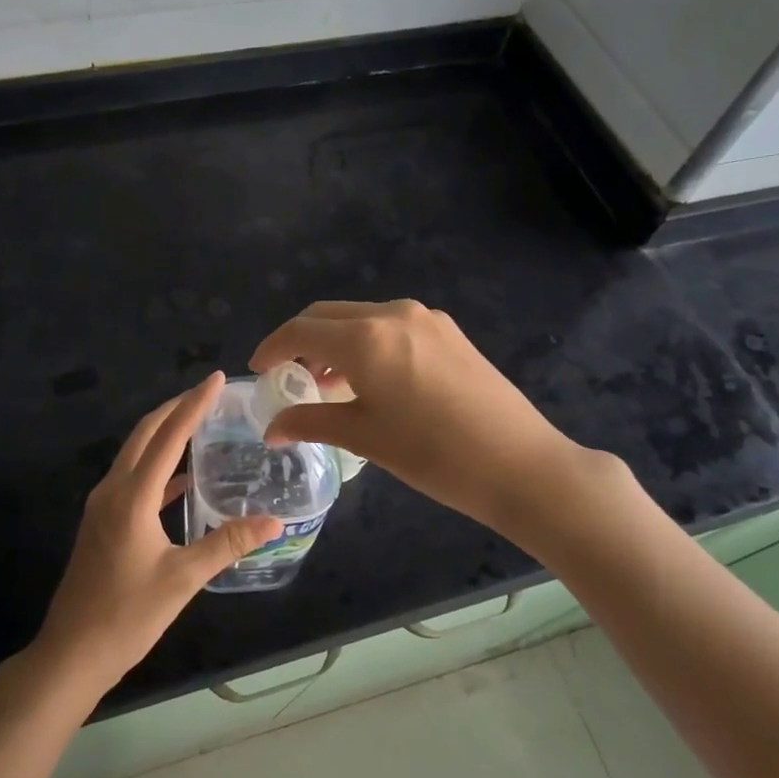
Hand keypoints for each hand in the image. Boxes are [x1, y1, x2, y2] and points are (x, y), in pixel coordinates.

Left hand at [33, 372, 282, 694]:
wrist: (71, 653)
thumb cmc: (127, 616)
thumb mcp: (183, 579)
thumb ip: (227, 544)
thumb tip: (274, 522)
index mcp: (132, 496)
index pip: (168, 436)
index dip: (194, 404)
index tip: (217, 378)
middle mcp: (113, 489)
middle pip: (144, 433)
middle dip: (176, 408)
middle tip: (209, 393)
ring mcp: (103, 504)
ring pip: (135, 452)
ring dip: (164, 432)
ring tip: (198, 421)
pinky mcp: (102, 521)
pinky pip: (132, 477)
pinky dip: (157, 466)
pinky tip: (182, 478)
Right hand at [251, 299, 597, 536]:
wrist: (520, 464)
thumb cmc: (433, 454)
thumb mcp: (364, 437)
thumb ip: (311, 422)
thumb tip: (271, 428)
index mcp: (365, 338)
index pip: (301, 330)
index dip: (272, 347)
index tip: (258, 370)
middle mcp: (392, 313)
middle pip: (328, 315)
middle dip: (300, 340)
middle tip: (288, 375)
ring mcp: (425, 318)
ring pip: (360, 317)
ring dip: (334, 340)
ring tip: (325, 381)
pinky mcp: (448, 331)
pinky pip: (390, 325)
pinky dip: (366, 342)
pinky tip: (369, 376)